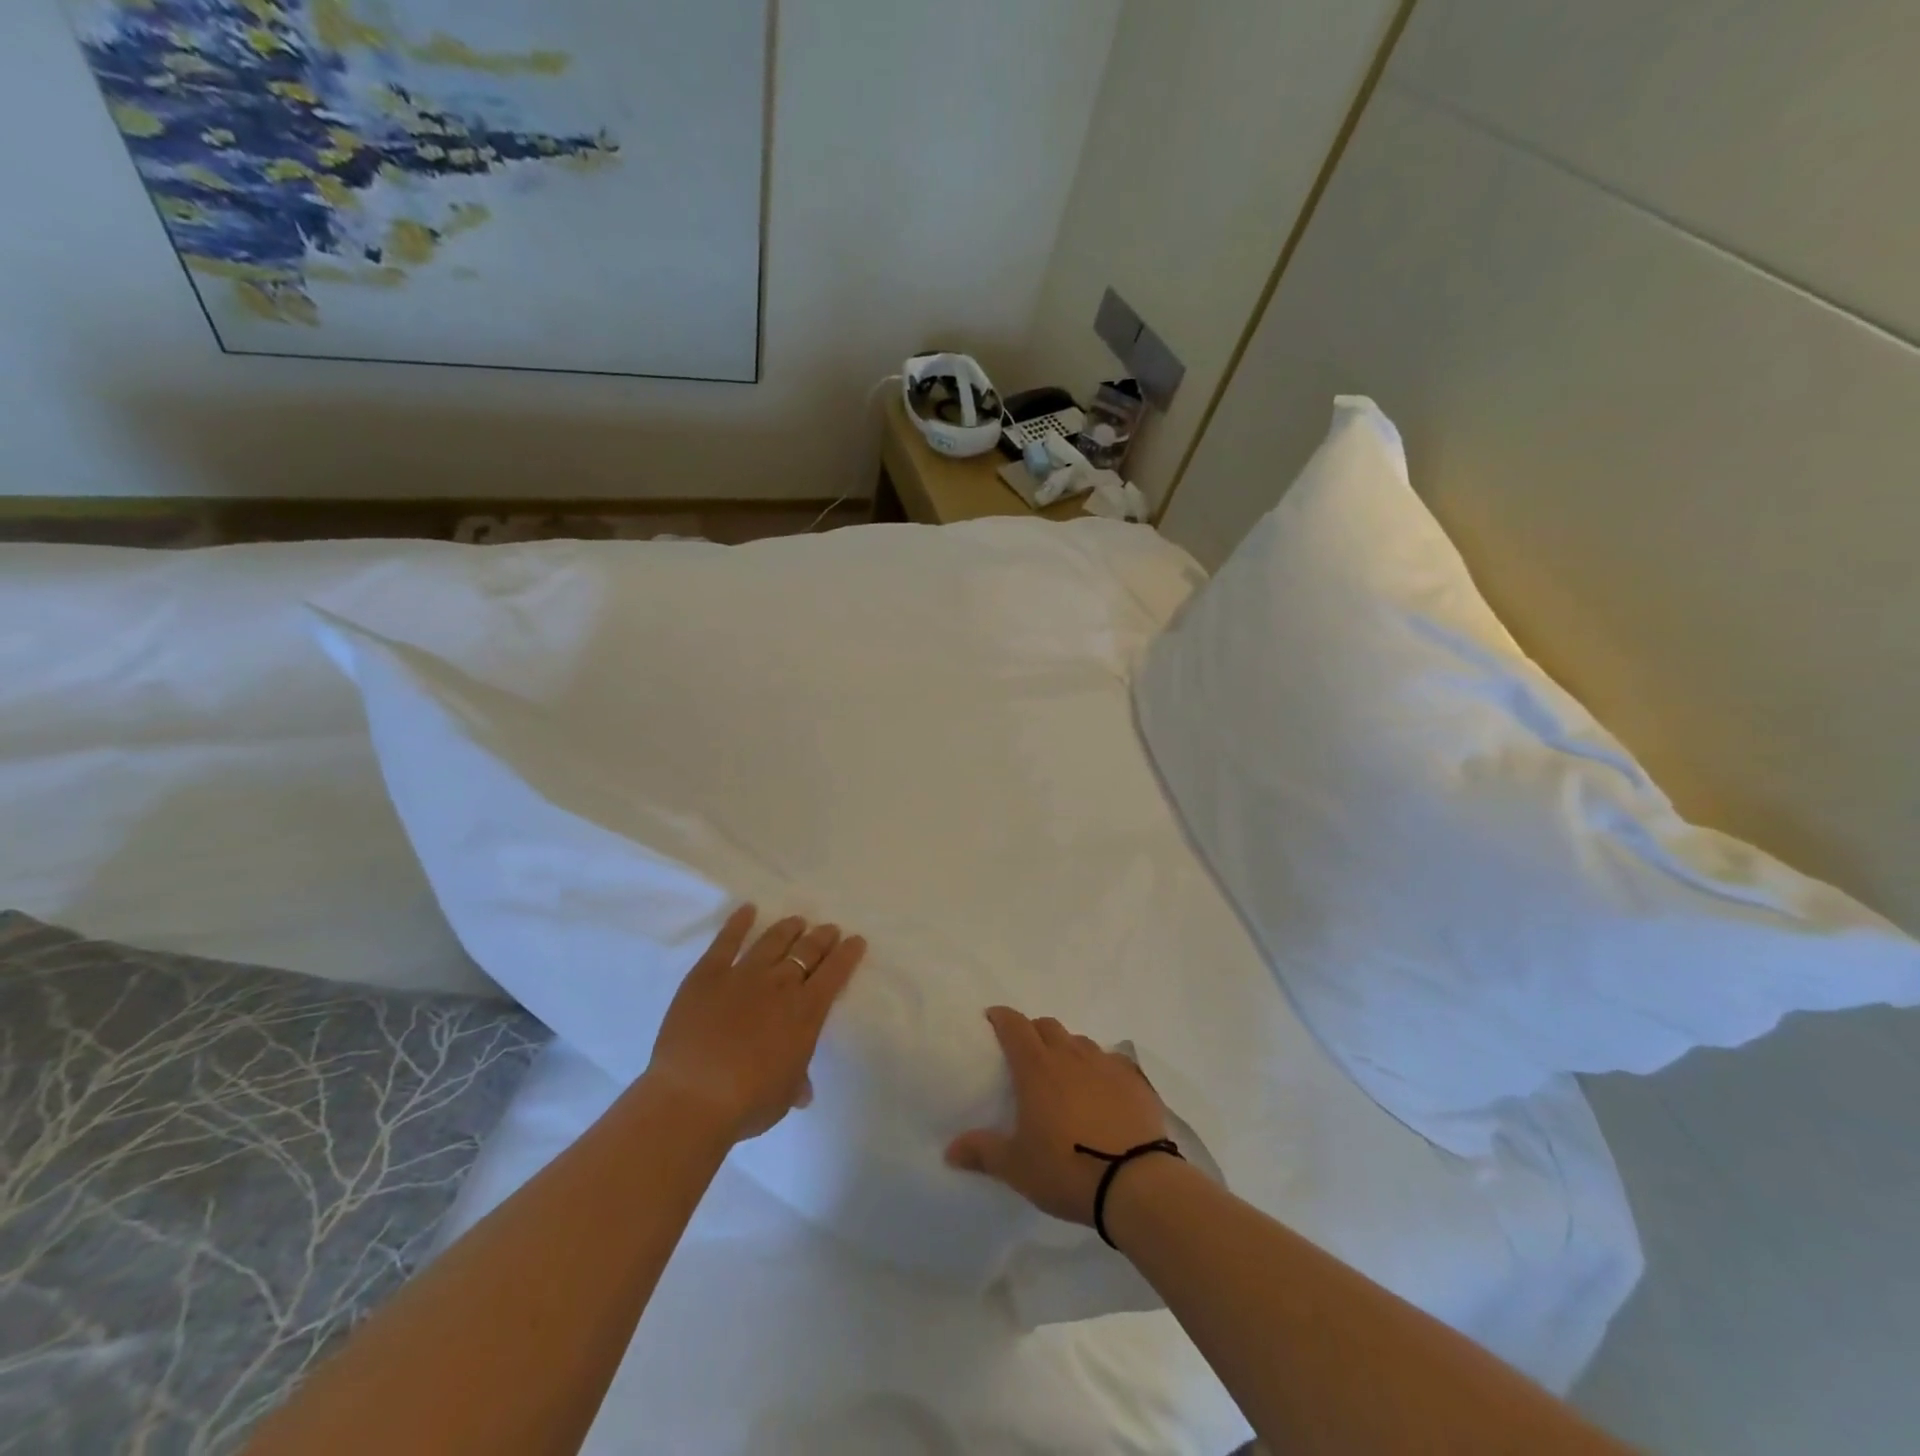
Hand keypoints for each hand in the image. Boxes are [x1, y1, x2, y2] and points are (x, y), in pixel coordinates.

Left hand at [644, 906, 866, 1143]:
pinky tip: (748, 910)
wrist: (693, 1097)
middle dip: (822, 937)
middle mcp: (781, 984)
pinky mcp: (708, 974)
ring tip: (797, 921)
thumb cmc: (748, 1103)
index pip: (835, 973)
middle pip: (807, 950)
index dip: (848, 954)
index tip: (855, 941)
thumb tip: (803, 1090)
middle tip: (829, 929)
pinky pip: (727, 941)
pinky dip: (739, 923)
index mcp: (806, 1011)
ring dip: (788, 928)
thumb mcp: (783, 1096)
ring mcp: (743, 974)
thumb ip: (796, 1083)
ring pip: (773, 941)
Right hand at [945, 1006, 1169, 1225]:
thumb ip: (983, 1152)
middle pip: (1048, 1026)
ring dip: (1067, 1049)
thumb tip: (949, 1151)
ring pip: (1080, 1042)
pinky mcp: (1134, 1080)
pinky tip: (1103, 1090)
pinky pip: (1112, 1062)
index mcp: (1037, 1068)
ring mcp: (1105, 1064)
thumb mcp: (1017, 1167)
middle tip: (1026, 1052)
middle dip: (1033, 1031)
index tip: (993, 1019)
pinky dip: (1101, 1069)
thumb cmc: (1067, 1169)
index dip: (1002, 1018)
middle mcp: (1070, 1056)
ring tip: (1064, 1074)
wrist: (1135, 1182)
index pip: (1015, 1026)